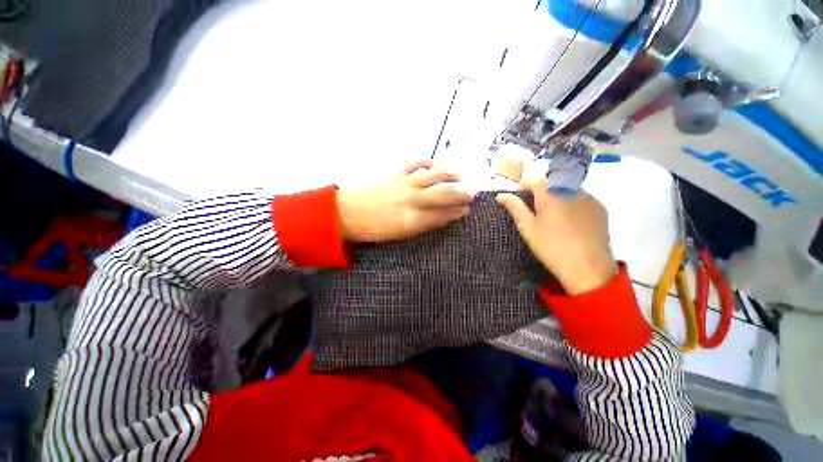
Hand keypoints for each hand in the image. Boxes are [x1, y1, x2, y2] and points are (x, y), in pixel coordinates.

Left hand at [337, 160, 473, 241]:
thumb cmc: (371, 229)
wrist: (344, 213)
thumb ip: (421, 226)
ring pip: (433, 176)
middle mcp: (412, 200)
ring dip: (449, 175)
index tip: (466, 210)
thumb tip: (440, 219)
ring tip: (459, 176)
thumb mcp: (398, 235)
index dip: (456, 212)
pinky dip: (425, 161)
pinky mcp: (393, 172)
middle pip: (443, 195)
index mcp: (412, 220)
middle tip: (472, 193)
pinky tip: (432, 163)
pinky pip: (413, 162)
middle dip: (460, 194)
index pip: (442, 215)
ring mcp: (403, 183)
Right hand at [496, 180, 618, 294]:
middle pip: (552, 182)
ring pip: (568, 189)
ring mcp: (589, 197)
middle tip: (535, 208)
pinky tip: (571, 222)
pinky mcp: (600, 208)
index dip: (524, 185)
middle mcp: (572, 189)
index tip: (519, 196)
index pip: (534, 178)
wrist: (587, 267)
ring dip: (557, 195)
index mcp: (550, 193)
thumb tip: (501, 195)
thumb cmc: (551, 246)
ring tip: (554, 216)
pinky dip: (573, 203)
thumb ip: (515, 207)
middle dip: (541, 190)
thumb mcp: (527, 227)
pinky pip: (582, 198)